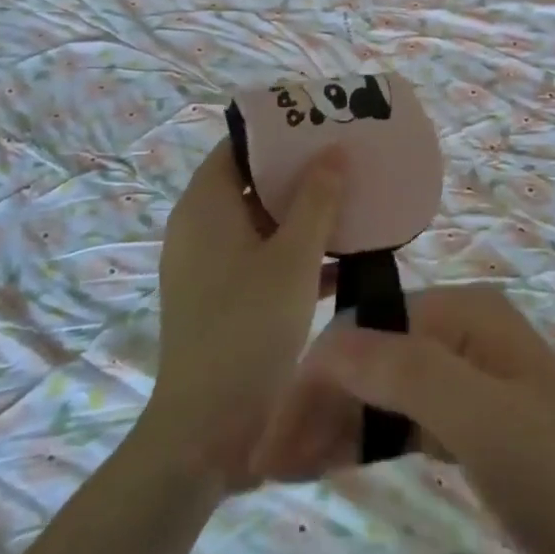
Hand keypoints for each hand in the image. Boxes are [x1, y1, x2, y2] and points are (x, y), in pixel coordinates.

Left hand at [150, 139, 342, 490]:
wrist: (208, 430)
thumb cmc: (249, 327)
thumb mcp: (293, 258)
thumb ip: (317, 200)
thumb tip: (333, 150)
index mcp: (206, 207)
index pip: (238, 146)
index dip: (278, 131)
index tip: (321, 123)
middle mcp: (201, 230)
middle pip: (252, 182)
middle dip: (300, 171)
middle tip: (347, 158)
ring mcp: (211, 267)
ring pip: (262, 223)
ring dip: (304, 213)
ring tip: (354, 199)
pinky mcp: (225, 298)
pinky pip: (264, 257)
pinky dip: (298, 251)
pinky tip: (347, 257)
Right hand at [251, 286, 554, 553]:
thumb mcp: (482, 418)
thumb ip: (406, 372)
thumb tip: (327, 342)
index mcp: (466, 314)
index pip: (369, 330)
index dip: (315, 378)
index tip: (268, 440)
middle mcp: (461, 335)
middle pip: (370, 358)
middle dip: (316, 403)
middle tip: (261, 466)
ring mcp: (465, 380)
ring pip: (380, 393)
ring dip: (331, 425)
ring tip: (277, 472)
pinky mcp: (466, 424)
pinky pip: (400, 423)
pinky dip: (364, 442)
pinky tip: (325, 465)